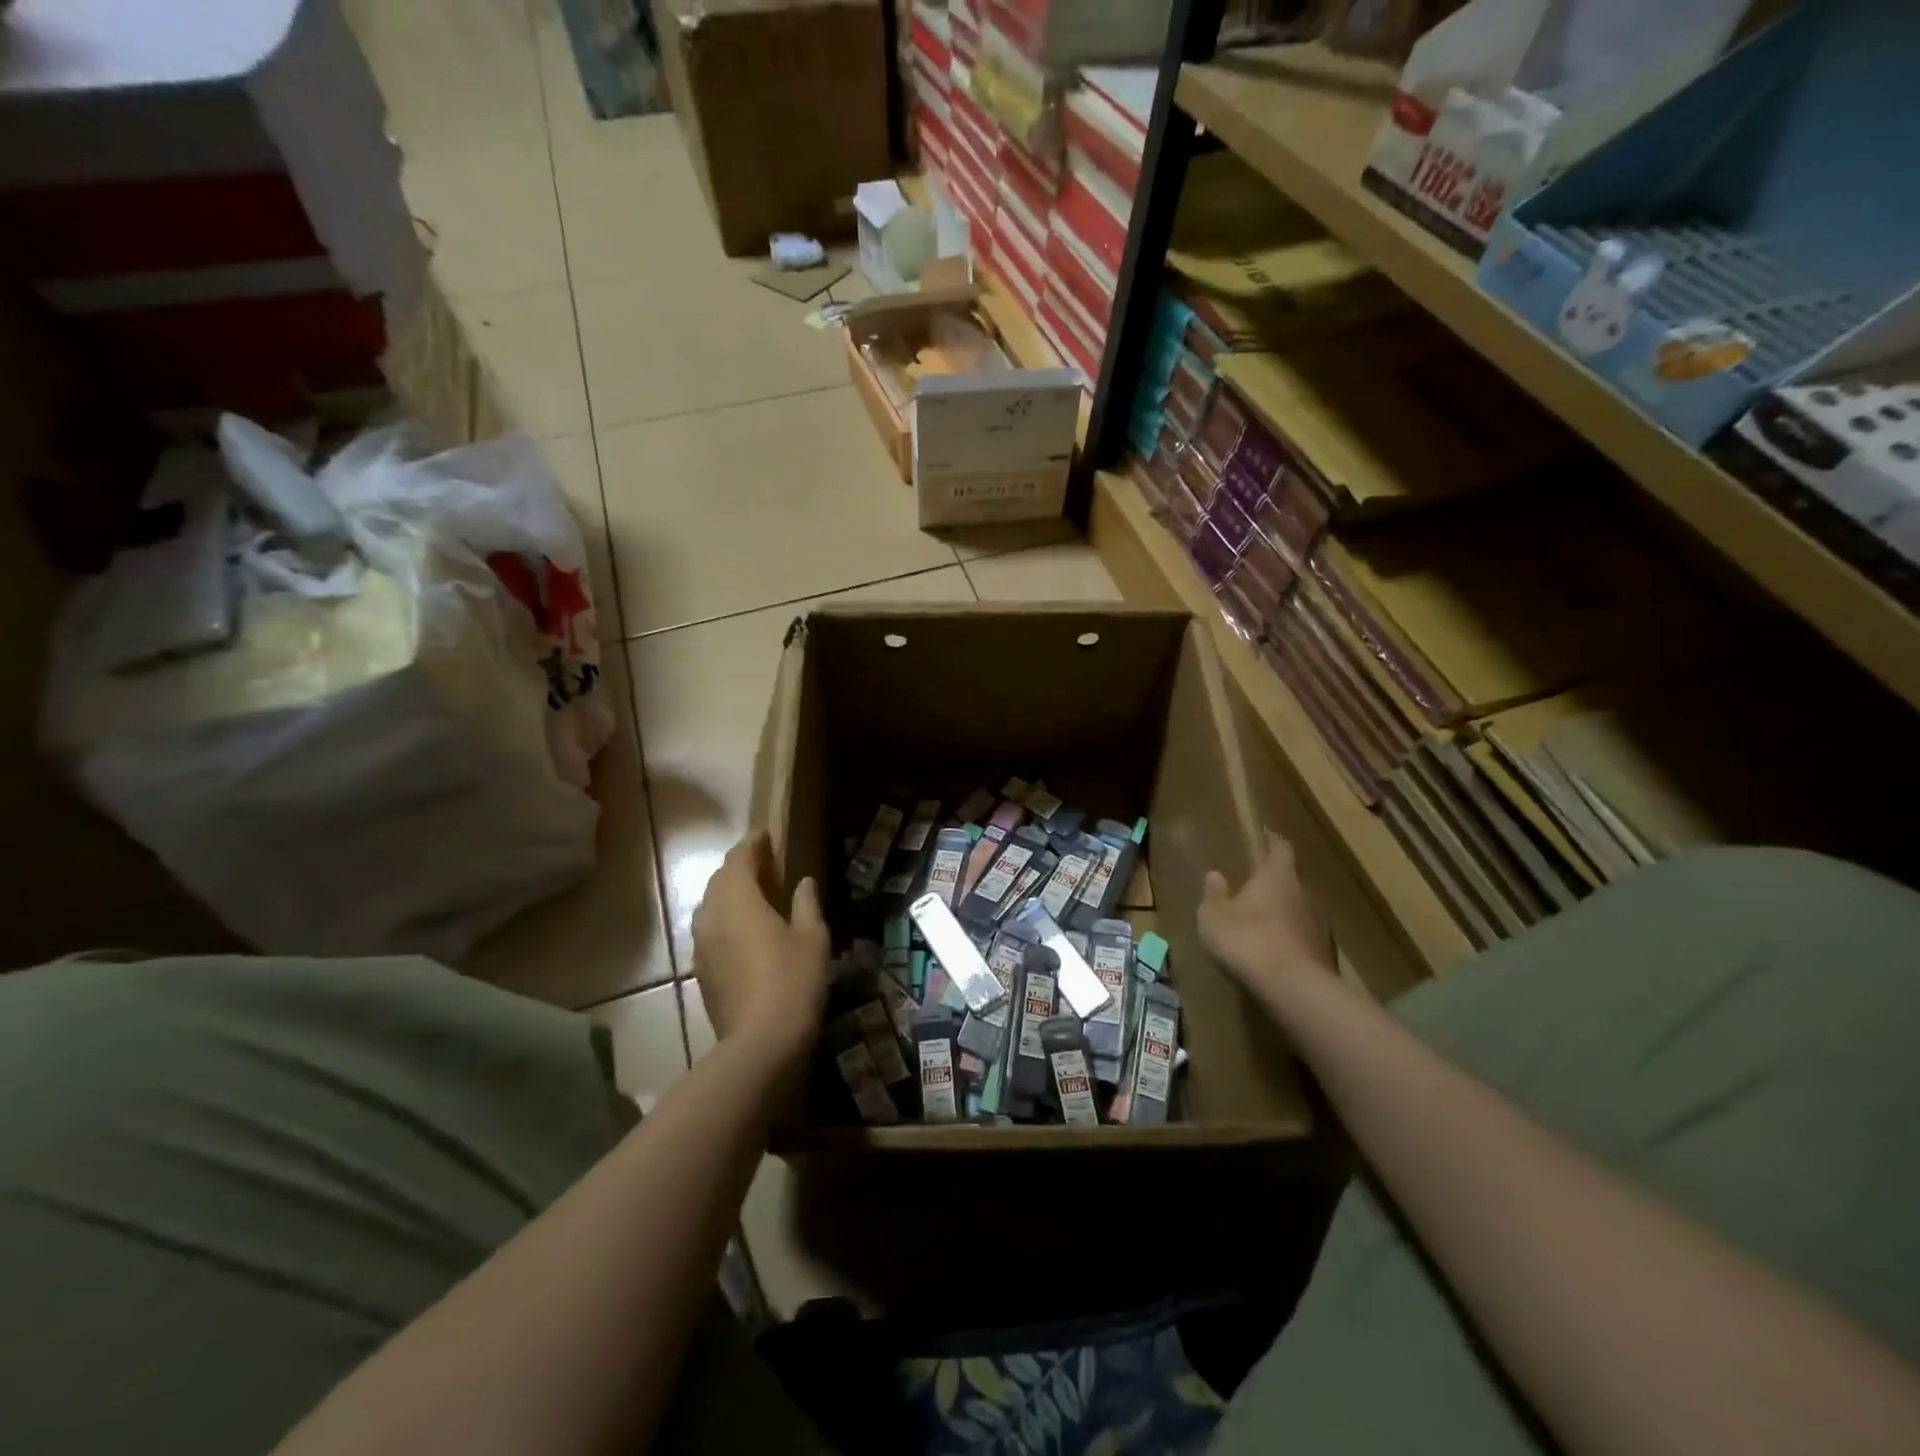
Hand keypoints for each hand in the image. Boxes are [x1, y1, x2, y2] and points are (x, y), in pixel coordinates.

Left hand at [691, 831, 829, 1067]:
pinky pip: (710, 930)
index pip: (739, 859)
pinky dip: (725, 920)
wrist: (761, 1043)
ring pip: (710, 906)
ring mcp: (702, 946)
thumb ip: (806, 903)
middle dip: (738, 867)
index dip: (752, 844)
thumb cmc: (794, 980)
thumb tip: (803, 882)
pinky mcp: (701, 971)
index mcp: (739, 900)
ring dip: (729, 894)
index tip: (765, 835)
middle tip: (762, 862)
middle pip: (719, 880)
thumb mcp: (813, 937)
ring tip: (753, 894)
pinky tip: (744, 931)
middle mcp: (712, 916)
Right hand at [1199, 831, 1333, 994]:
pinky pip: (1306, 939)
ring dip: (1285, 915)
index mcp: (1278, 876)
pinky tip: (1277, 955)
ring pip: (1301, 911)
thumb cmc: (1247, 940)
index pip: (1281, 848)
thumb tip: (1215, 874)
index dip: (1273, 841)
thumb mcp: (1214, 917)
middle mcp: (1305, 894)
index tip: (1267, 836)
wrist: (1294, 989)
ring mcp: (1321, 925)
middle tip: (1257, 889)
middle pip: (1293, 881)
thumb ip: (1214, 895)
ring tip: (1265, 925)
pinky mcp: (1328, 955)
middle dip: (1276, 884)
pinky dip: (1292, 941)